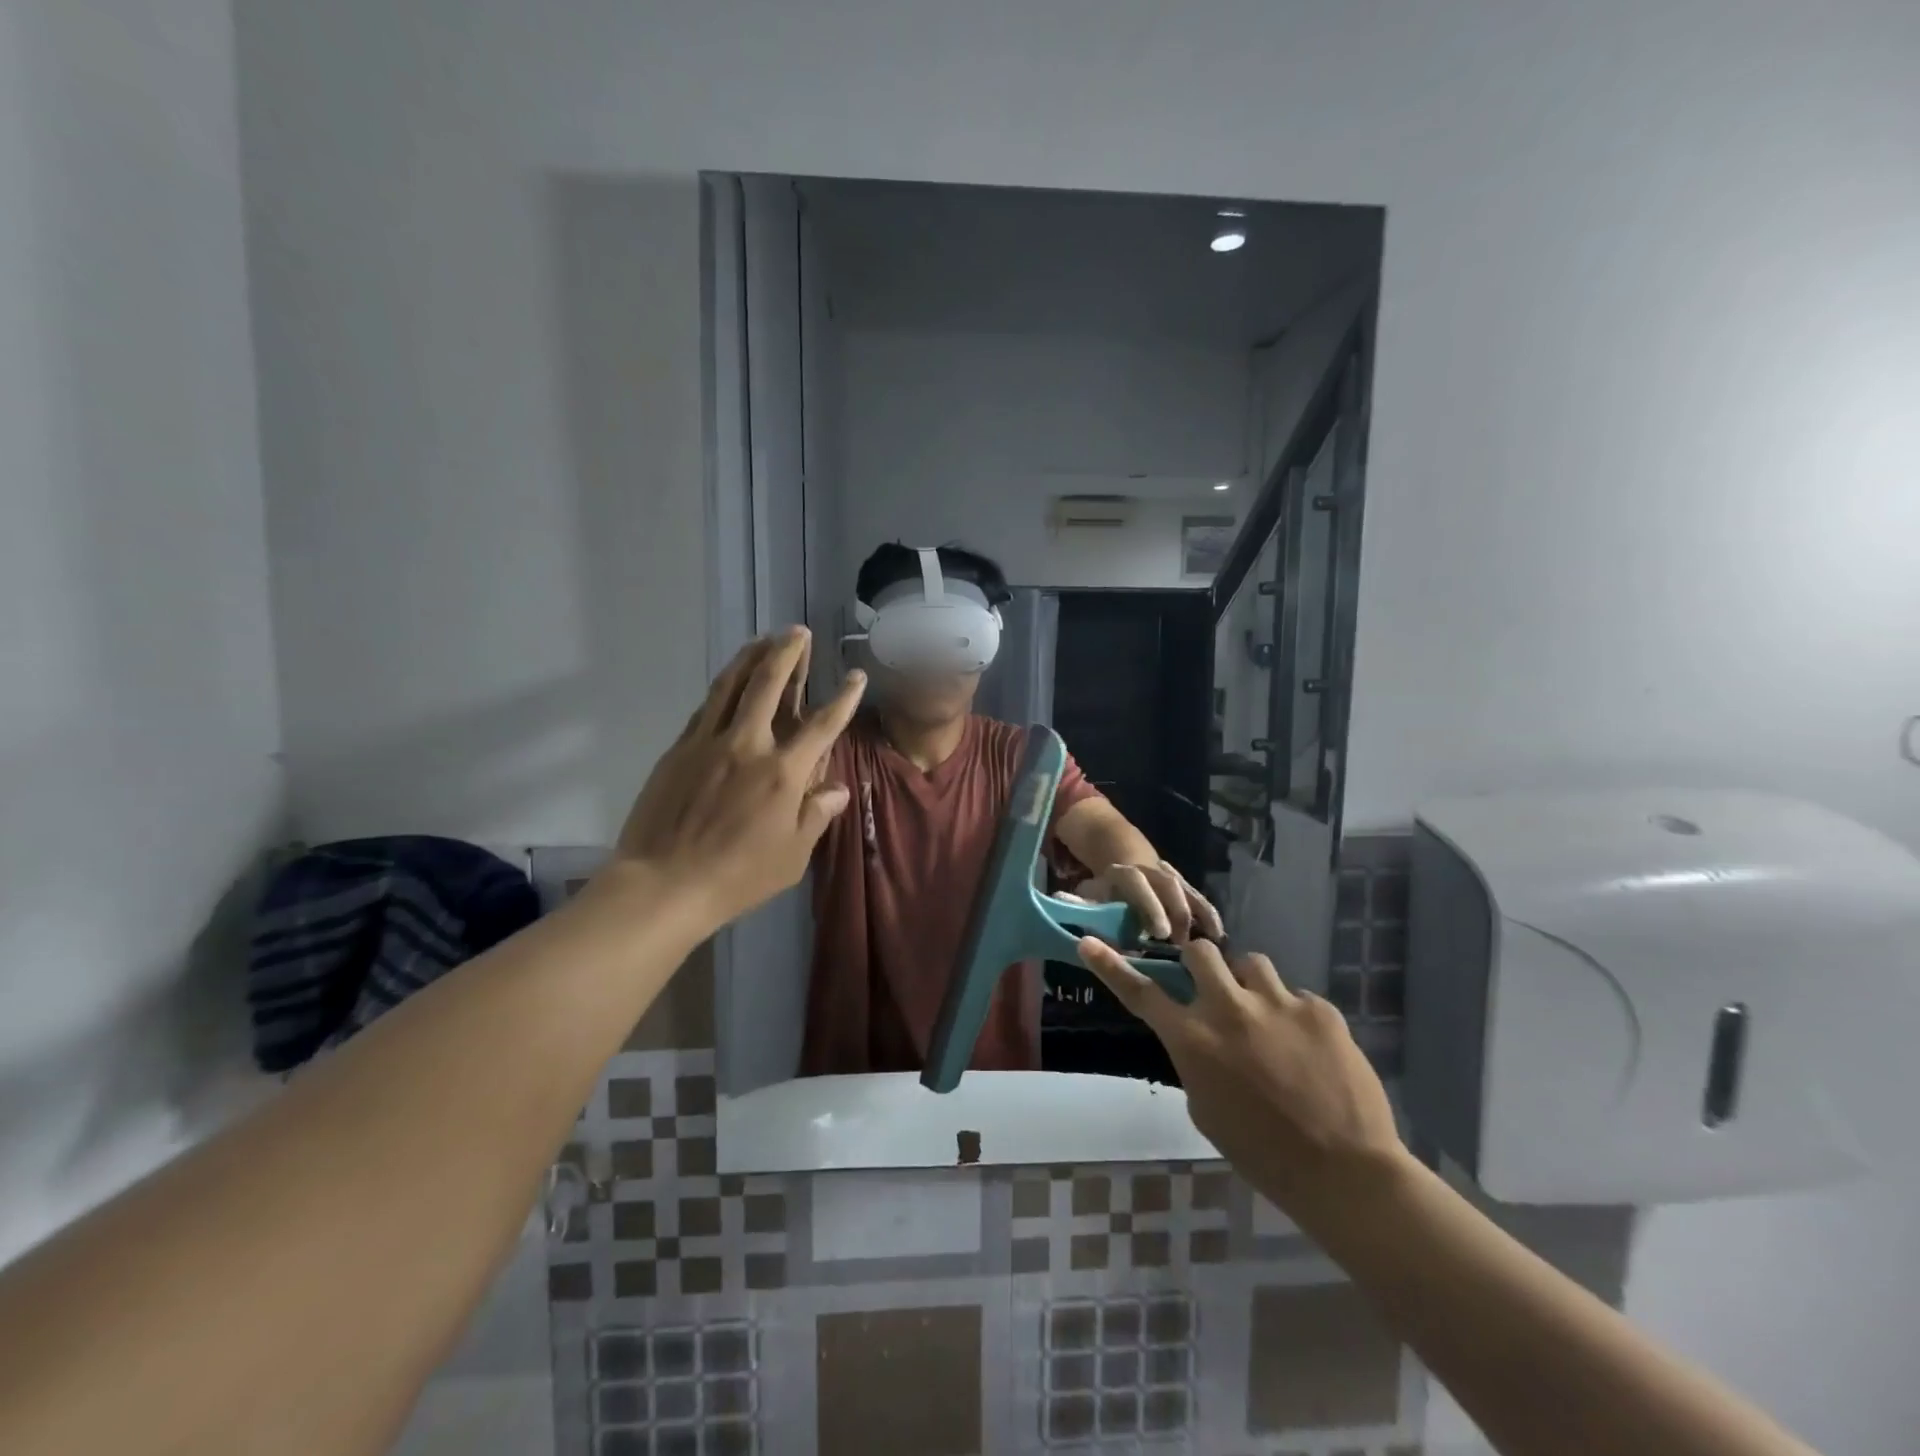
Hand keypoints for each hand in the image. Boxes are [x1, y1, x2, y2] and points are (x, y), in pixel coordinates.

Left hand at [615, 628, 864, 928]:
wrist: (663, 884)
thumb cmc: (737, 876)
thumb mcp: (792, 856)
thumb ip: (817, 815)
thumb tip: (837, 788)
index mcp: (783, 773)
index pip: (822, 725)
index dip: (844, 698)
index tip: (856, 675)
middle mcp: (748, 745)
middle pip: (769, 684)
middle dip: (787, 653)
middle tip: (797, 631)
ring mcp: (708, 743)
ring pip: (731, 685)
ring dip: (751, 657)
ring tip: (764, 638)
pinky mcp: (679, 749)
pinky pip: (705, 707)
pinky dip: (723, 687)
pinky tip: (729, 681)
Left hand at [1073, 862, 1223, 942]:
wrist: (1123, 861)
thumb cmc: (1104, 891)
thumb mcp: (1088, 895)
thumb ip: (1079, 903)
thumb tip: (1060, 902)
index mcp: (1124, 873)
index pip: (1137, 883)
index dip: (1150, 906)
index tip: (1158, 933)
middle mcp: (1151, 871)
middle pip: (1168, 886)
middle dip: (1175, 913)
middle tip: (1180, 944)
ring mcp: (1171, 877)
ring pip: (1187, 891)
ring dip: (1195, 917)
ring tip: (1203, 946)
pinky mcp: (1186, 888)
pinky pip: (1200, 898)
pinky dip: (1210, 915)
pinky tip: (1219, 937)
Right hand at [1077, 937, 1403, 1214]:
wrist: (1346, 1175)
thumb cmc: (1263, 1154)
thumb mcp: (1206, 1109)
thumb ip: (1195, 1061)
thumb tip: (1201, 1037)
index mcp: (1193, 1041)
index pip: (1142, 993)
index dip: (1111, 966)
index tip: (1088, 943)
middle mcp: (1228, 1009)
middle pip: (1201, 952)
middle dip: (1202, 965)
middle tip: (1216, 989)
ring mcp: (1277, 1003)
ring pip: (1251, 963)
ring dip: (1250, 985)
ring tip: (1267, 1018)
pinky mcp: (1319, 1009)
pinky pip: (1297, 996)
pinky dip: (1295, 1016)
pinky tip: (1310, 1051)